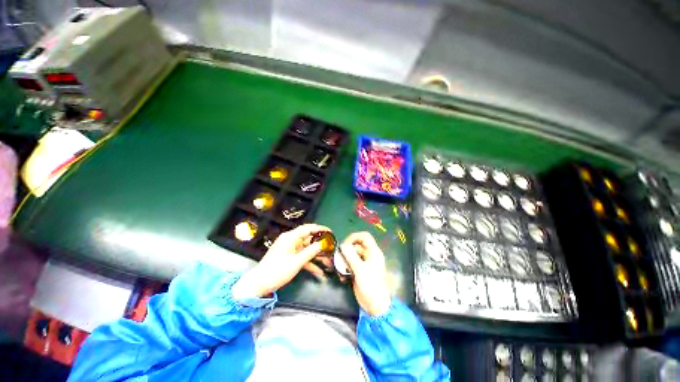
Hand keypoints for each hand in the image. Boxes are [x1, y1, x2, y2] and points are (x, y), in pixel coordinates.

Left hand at [232, 224, 329, 298]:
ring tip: (329, 261)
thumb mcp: (297, 261)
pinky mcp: (289, 258)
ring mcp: (290, 250)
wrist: (259, 284)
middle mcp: (291, 241)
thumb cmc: (278, 270)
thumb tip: (323, 243)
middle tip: (332, 247)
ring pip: (307, 249)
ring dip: (317, 255)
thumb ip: (311, 251)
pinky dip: (310, 263)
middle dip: (320, 244)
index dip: (320, 229)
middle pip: (309, 239)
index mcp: (291, 237)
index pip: (308, 228)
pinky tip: (319, 272)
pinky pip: (302, 257)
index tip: (330, 231)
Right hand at [340, 232, 391, 316]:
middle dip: (346, 252)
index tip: (345, 243)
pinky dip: (345, 269)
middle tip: (338, 259)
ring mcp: (363, 263)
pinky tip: (343, 278)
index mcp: (373, 252)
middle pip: (356, 246)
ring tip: (340, 271)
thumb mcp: (360, 270)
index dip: (354, 237)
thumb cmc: (371, 286)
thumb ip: (351, 256)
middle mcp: (368, 255)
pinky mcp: (359, 271)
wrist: (375, 306)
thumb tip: (343, 245)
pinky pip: (350, 264)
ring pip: (351, 256)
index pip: (365, 237)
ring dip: (344, 262)